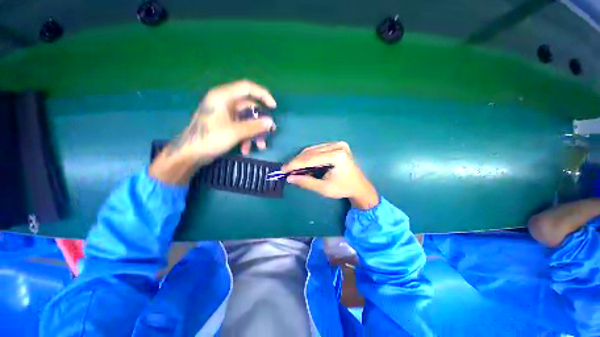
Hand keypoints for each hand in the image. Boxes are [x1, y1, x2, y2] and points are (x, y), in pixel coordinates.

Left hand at [149, 80, 276, 183]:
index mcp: (223, 97)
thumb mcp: (235, 132)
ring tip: (260, 146)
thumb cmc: (210, 138)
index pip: (247, 88)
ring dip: (254, 133)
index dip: (263, 95)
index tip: (273, 107)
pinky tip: (246, 150)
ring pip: (246, 120)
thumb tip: (271, 122)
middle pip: (249, 108)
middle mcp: (224, 103)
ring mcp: (225, 114)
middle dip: (260, 122)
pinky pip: (240, 127)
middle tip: (270, 132)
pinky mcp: (225, 124)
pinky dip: (246, 137)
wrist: (190, 154)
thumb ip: (254, 126)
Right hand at [282, 142, 378, 209]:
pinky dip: (308, 156)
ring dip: (301, 158)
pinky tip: (303, 163)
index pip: (310, 158)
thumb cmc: (343, 189)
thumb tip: (289, 178)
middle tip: (286, 169)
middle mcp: (337, 146)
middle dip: (297, 161)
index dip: (295, 164)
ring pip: (313, 149)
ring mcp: (338, 144)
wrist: (359, 186)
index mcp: (337, 156)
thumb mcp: (324, 188)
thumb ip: (306, 182)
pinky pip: (318, 149)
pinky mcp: (337, 145)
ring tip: (293, 167)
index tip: (283, 170)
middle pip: (311, 152)